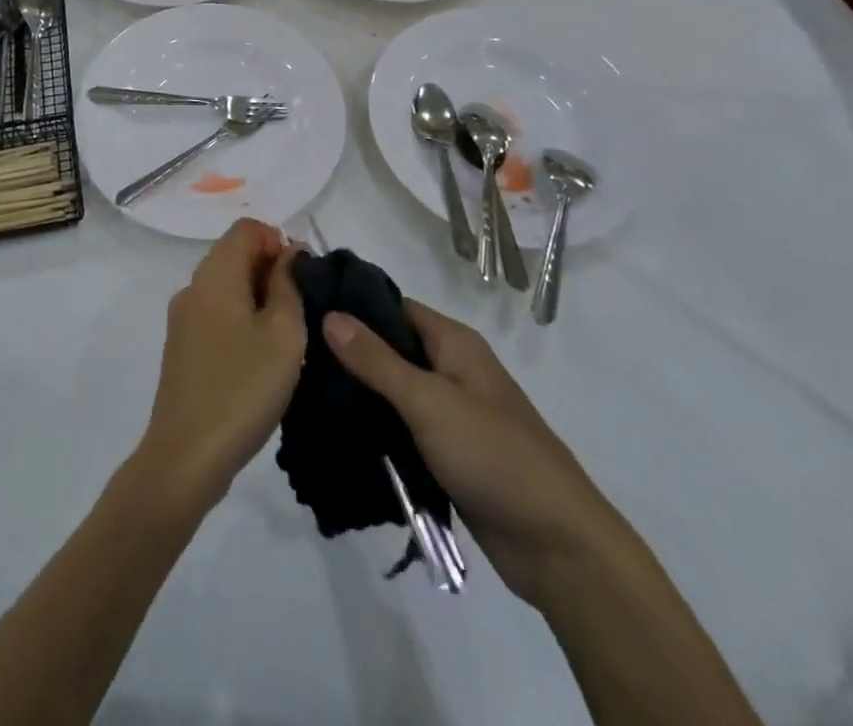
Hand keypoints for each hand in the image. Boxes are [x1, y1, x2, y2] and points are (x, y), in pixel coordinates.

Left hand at [132, 220, 306, 516]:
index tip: (304, 278)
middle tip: (303, 309)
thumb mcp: (284, 333)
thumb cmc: (243, 388)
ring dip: (259, 297)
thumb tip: (289, 255)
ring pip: (226, 286)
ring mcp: (183, 318)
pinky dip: (241, 319)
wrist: (186, 457)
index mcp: (215, 274)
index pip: (247, 229)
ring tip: (287, 336)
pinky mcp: (182, 347)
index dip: (279, 241)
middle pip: (235, 254)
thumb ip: (289, 284)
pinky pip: (216, 313)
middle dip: (272, 270)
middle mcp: (193, 286)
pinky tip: (261, 357)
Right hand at [323, 300, 624, 603]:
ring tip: (304, 396)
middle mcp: (451, 368)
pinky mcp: (447, 452)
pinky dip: (375, 429)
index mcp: (453, 342)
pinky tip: (337, 435)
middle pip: (390, 348)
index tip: (303, 312)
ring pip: (393, 391)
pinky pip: (402, 428)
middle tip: (295, 360)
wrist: (557, 546)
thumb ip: (377, 361)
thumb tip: (329, 314)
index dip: (351, 306)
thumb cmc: (494, 456)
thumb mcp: (429, 402)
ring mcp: (450, 412)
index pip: (391, 307)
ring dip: (358, 395)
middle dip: (347, 354)